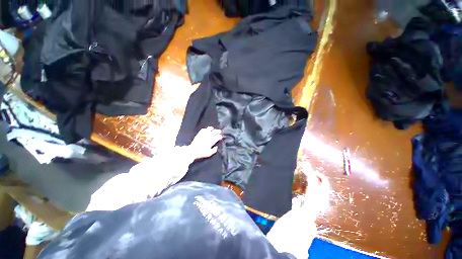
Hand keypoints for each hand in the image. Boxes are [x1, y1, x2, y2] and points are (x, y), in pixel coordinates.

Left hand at [189, 127, 221, 159]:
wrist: (192, 151)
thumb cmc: (201, 153)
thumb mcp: (209, 154)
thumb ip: (214, 150)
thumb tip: (216, 147)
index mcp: (211, 141)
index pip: (218, 137)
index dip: (220, 136)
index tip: (220, 137)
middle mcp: (208, 137)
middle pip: (215, 132)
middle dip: (218, 131)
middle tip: (219, 131)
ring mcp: (203, 134)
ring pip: (209, 129)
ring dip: (212, 128)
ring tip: (213, 129)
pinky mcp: (199, 134)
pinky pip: (203, 130)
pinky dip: (205, 129)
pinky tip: (206, 130)